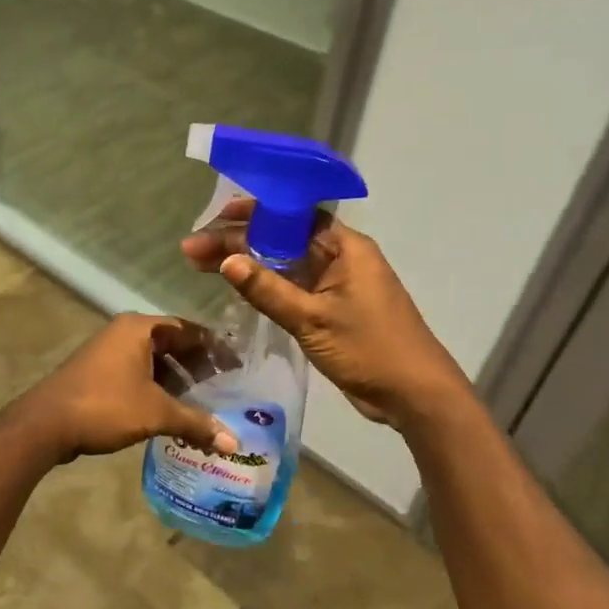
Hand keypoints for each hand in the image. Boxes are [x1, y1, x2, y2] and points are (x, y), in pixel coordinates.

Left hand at [13, 314, 240, 464]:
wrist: (45, 423)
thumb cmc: (105, 405)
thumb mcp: (156, 413)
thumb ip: (195, 423)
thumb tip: (234, 443)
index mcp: (140, 328)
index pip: (188, 329)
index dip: (214, 347)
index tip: (237, 366)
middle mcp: (124, 333)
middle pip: (171, 344)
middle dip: (197, 367)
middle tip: (224, 388)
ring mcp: (108, 352)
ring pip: (153, 361)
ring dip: (176, 381)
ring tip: (201, 405)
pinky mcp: (98, 373)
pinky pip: (137, 374)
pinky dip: (156, 389)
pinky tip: (170, 413)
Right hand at [182, 201, 466, 427]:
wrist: (415, 396)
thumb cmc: (370, 349)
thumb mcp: (313, 319)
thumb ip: (268, 290)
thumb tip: (226, 260)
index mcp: (345, 248)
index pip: (293, 215)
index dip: (253, 212)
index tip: (217, 216)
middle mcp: (341, 258)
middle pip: (282, 239)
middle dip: (239, 241)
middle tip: (194, 250)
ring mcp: (336, 284)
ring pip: (284, 264)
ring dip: (248, 264)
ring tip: (202, 265)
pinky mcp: (331, 309)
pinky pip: (293, 287)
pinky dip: (265, 285)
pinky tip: (236, 286)